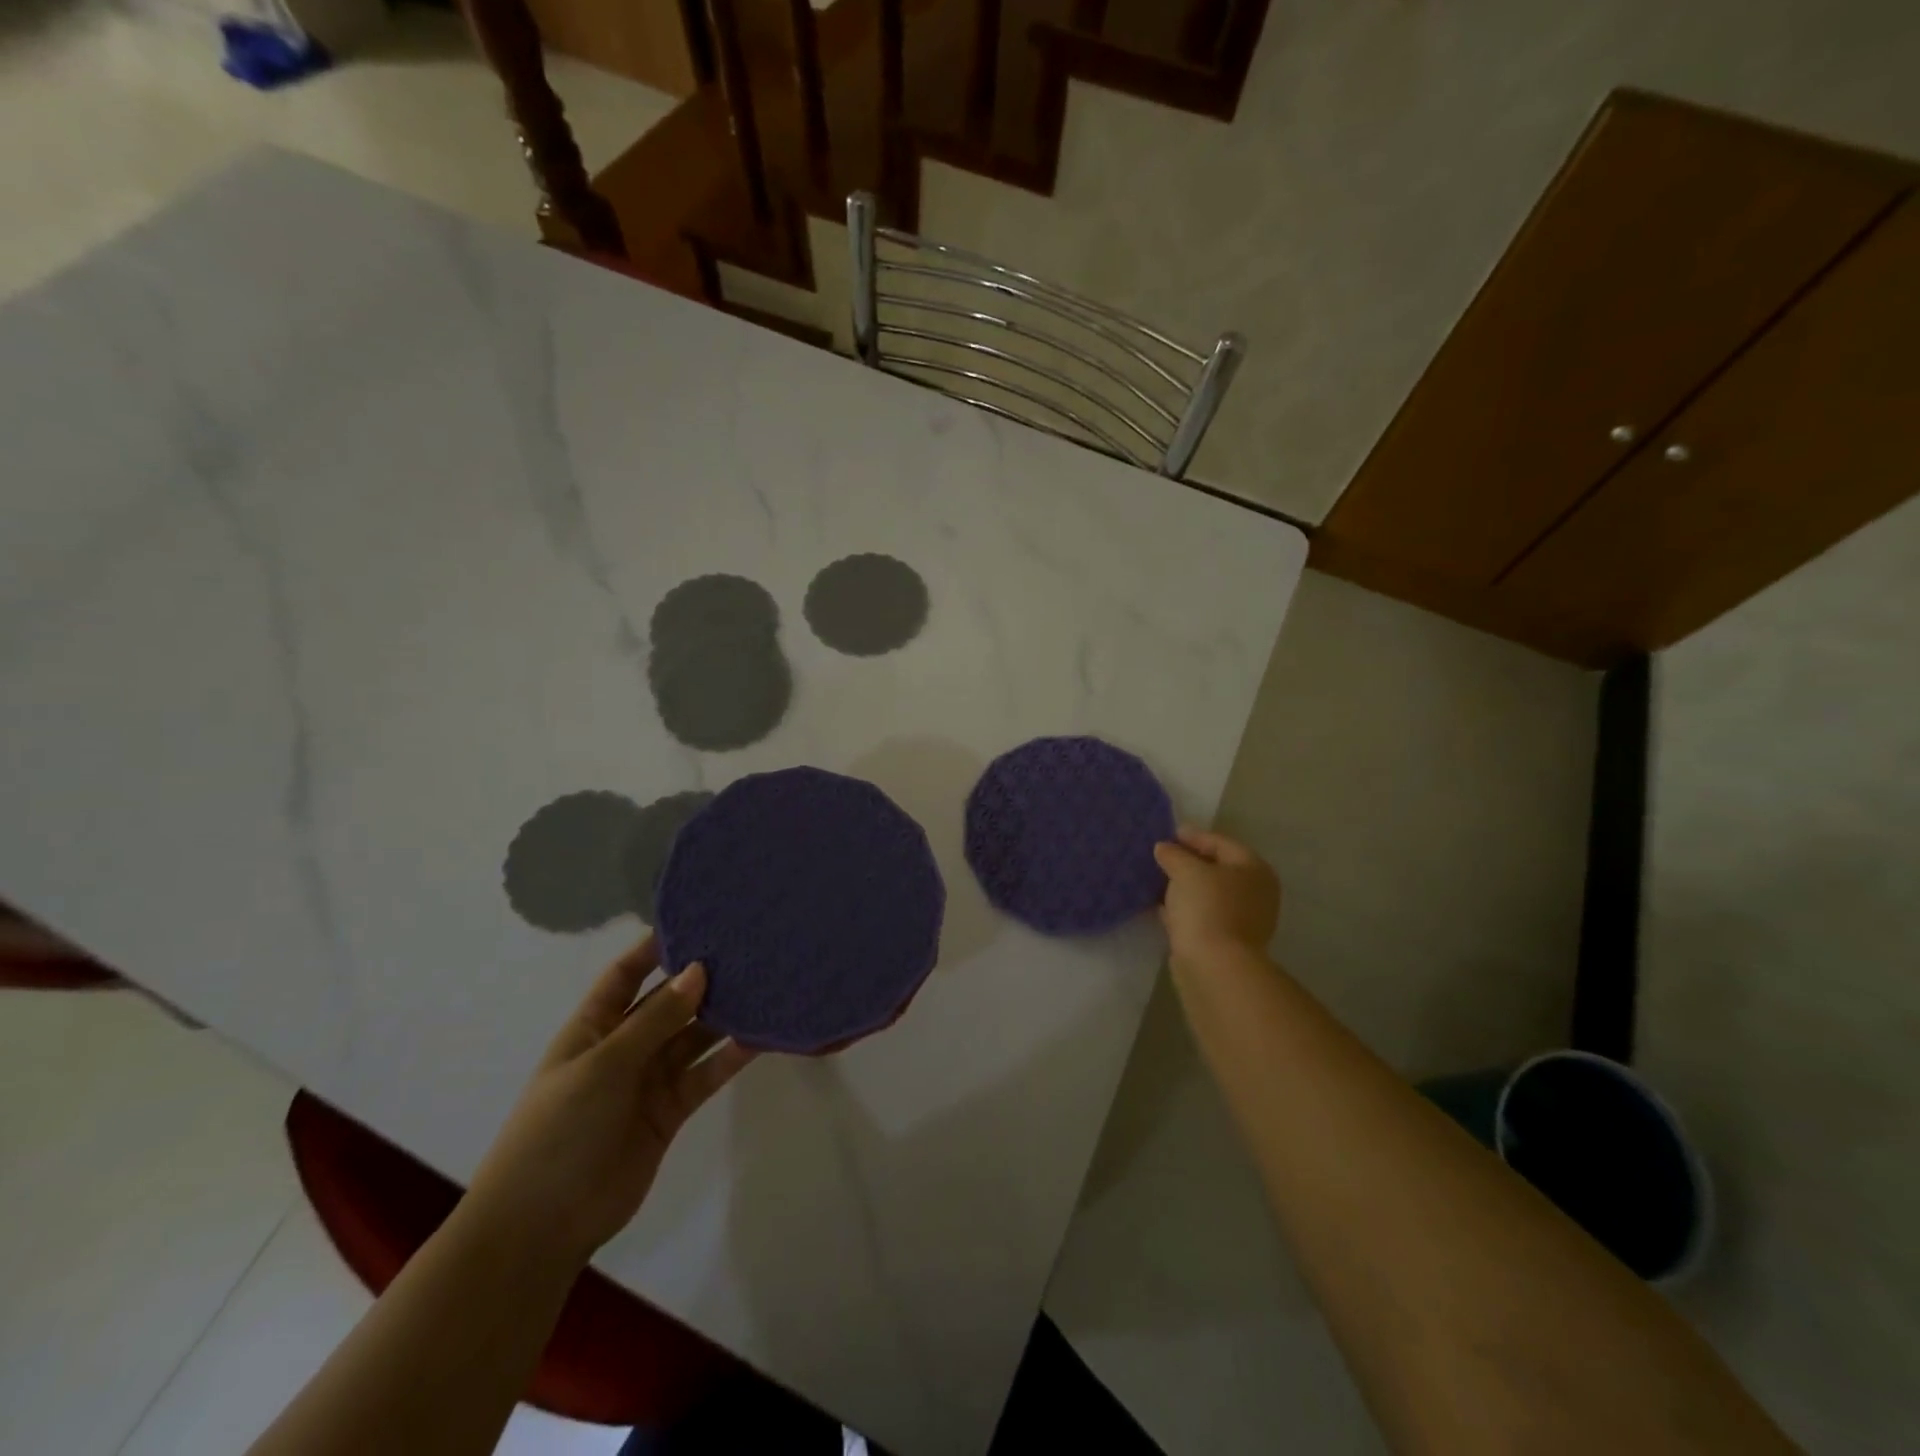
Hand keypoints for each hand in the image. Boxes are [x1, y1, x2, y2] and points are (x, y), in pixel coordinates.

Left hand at [465, 937, 755, 1264]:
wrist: (541, 1227)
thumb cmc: (558, 1130)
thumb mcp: (603, 1065)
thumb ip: (655, 1019)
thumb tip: (699, 969)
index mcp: (593, 1027)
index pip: (626, 974)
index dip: (654, 947)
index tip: (696, 919)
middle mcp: (624, 1046)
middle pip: (668, 1002)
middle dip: (701, 979)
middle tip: (747, 949)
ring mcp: (649, 1080)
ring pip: (693, 1037)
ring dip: (723, 1016)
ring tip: (764, 985)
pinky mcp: (671, 1111)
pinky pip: (705, 1074)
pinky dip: (731, 1057)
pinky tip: (761, 1036)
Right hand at [1154, 826, 1280, 967]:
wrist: (1214, 966)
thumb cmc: (1207, 907)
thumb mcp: (1186, 871)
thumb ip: (1174, 854)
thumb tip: (1164, 848)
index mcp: (1254, 869)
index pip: (1222, 843)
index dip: (1194, 836)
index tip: (1169, 834)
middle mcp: (1254, 893)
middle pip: (1217, 868)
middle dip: (1189, 862)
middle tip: (1162, 856)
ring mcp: (1242, 920)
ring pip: (1208, 894)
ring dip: (1185, 887)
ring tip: (1157, 880)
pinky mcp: (1225, 942)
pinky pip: (1201, 915)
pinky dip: (1184, 909)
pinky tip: (1162, 906)